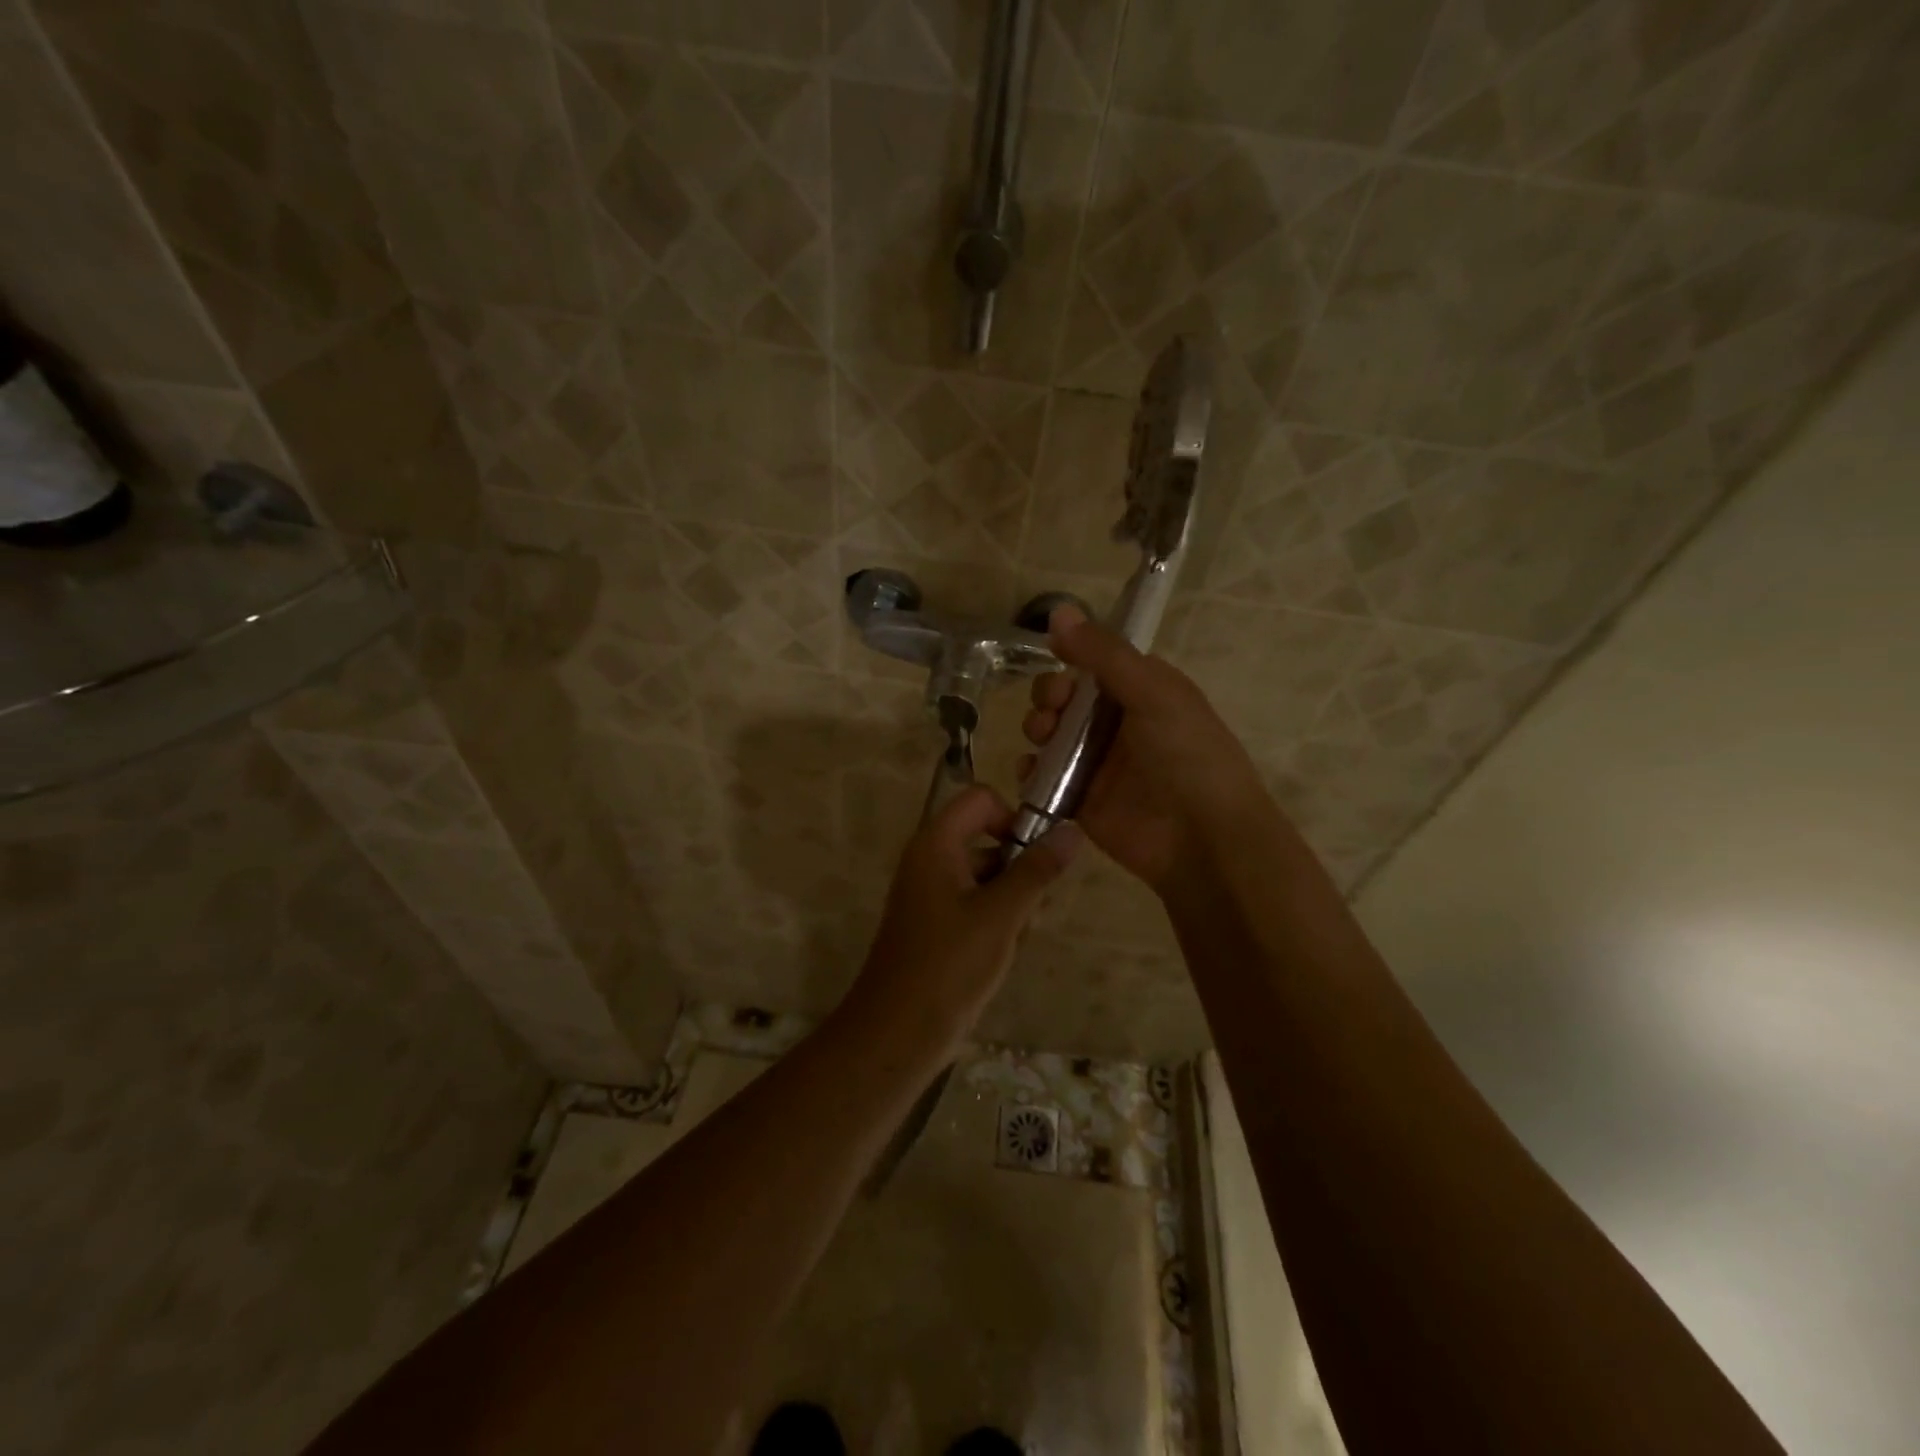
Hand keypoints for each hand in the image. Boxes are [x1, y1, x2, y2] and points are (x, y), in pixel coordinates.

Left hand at [846, 785, 1080, 1051]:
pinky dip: (997, 920)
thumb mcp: (1001, 914)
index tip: (1038, 853)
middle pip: (987, 838)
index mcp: (936, 844)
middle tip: (1036, 905)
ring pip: (987, 876)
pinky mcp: (937, 925)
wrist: (899, 1032)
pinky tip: (1007, 951)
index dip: (1014, 816)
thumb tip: (1072, 829)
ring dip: (1013, 899)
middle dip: (1020, 867)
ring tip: (1020, 935)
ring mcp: (932, 894)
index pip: (981, 799)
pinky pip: (976, 904)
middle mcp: (931, 860)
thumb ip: (1037, 870)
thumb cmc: (949, 964)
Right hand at [1020, 606, 1275, 895]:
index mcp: (1143, 691)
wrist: (1202, 839)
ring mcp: (1098, 763)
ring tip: (1043, 738)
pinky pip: (1044, 777)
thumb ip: (1103, 654)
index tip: (1058, 663)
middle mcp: (1119, 723)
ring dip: (1038, 728)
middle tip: (1052, 710)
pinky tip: (1030, 771)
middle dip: (1049, 696)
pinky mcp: (1081, 799)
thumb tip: (1058, 611)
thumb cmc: (1186, 755)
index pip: (1097, 663)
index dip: (1072, 659)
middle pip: (1067, 697)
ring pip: (1051, 735)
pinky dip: (1031, 771)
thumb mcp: (1152, 693)